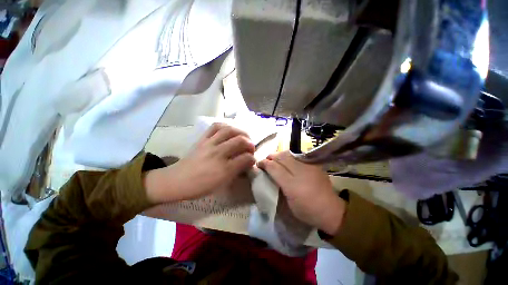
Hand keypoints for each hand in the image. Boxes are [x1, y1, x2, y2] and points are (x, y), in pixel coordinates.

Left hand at [145, 123, 255, 202]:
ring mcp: (209, 144)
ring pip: (229, 130)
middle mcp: (218, 153)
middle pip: (240, 141)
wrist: (176, 180)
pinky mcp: (202, 139)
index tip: (252, 160)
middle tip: (251, 148)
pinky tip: (230, 130)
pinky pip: (215, 127)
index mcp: (223, 169)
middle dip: (250, 143)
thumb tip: (247, 163)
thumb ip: (236, 172)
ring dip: (241, 132)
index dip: (252, 158)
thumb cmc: (200, 186)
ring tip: (244, 136)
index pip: (245, 158)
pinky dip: (226, 126)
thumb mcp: (221, 184)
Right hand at [257, 151, 345, 234]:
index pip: (274, 168)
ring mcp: (308, 165)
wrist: (331, 210)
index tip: (259, 164)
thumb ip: (278, 186)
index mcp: (292, 185)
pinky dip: (288, 156)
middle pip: (280, 157)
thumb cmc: (307, 211)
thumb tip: (269, 174)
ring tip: (274, 159)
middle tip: (266, 161)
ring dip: (278, 155)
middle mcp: (300, 171)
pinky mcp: (313, 163)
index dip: (264, 163)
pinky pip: (296, 155)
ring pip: (288, 153)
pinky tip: (286, 161)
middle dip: (270, 157)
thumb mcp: (288, 203)